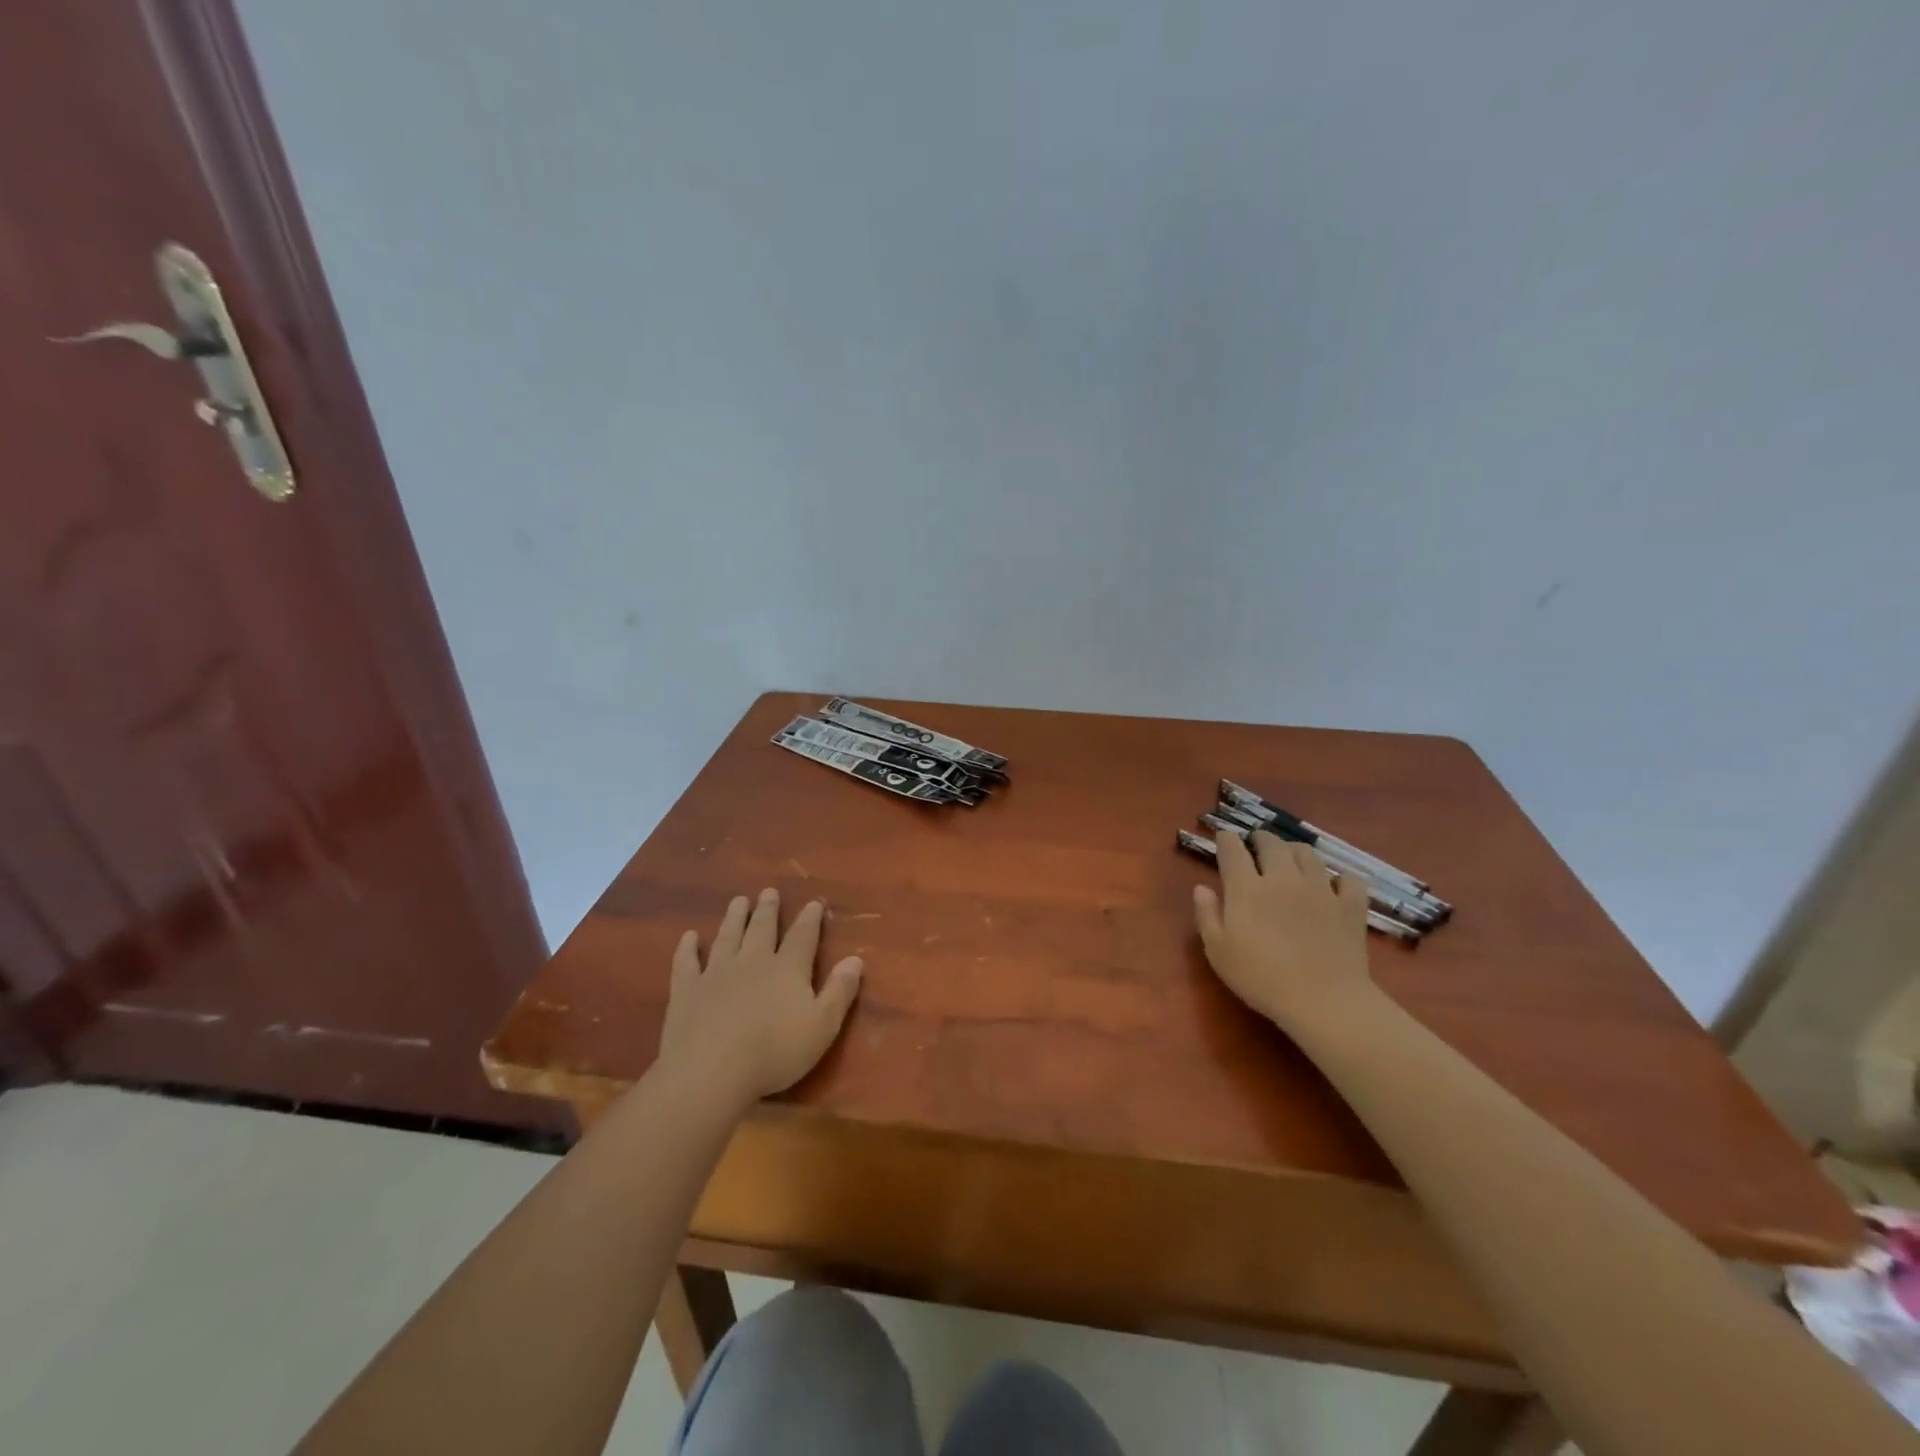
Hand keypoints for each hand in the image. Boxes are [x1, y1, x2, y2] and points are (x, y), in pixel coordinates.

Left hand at [657, 889, 863, 1108]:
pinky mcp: (687, 990)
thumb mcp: (822, 1026)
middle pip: (762, 928)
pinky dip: (687, 948)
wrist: (711, 1071)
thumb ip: (840, 991)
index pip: (803, 936)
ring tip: (738, 901)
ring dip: (734, 918)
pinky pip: (686, 962)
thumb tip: (855, 959)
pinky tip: (689, 936)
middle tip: (768, 892)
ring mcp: (716, 973)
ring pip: (727, 937)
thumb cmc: (774, 1052)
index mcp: (788, 969)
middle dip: (768, 909)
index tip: (814, 902)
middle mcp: (753, 961)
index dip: (810, 918)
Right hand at [1193, 829, 1376, 1031]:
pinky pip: (1349, 880)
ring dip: (1295, 851)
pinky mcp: (1349, 907)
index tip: (1224, 837)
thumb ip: (1207, 914)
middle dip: (1261, 838)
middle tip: (1256, 843)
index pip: (1233, 850)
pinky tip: (1336, 885)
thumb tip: (1201, 887)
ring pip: (1308, 855)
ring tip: (1291, 857)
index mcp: (1247, 888)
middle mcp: (1283, 879)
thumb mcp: (1218, 951)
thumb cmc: (1261, 978)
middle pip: (1272, 844)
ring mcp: (1320, 890)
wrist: (1323, 1000)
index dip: (1226, 840)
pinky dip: (1341, 878)